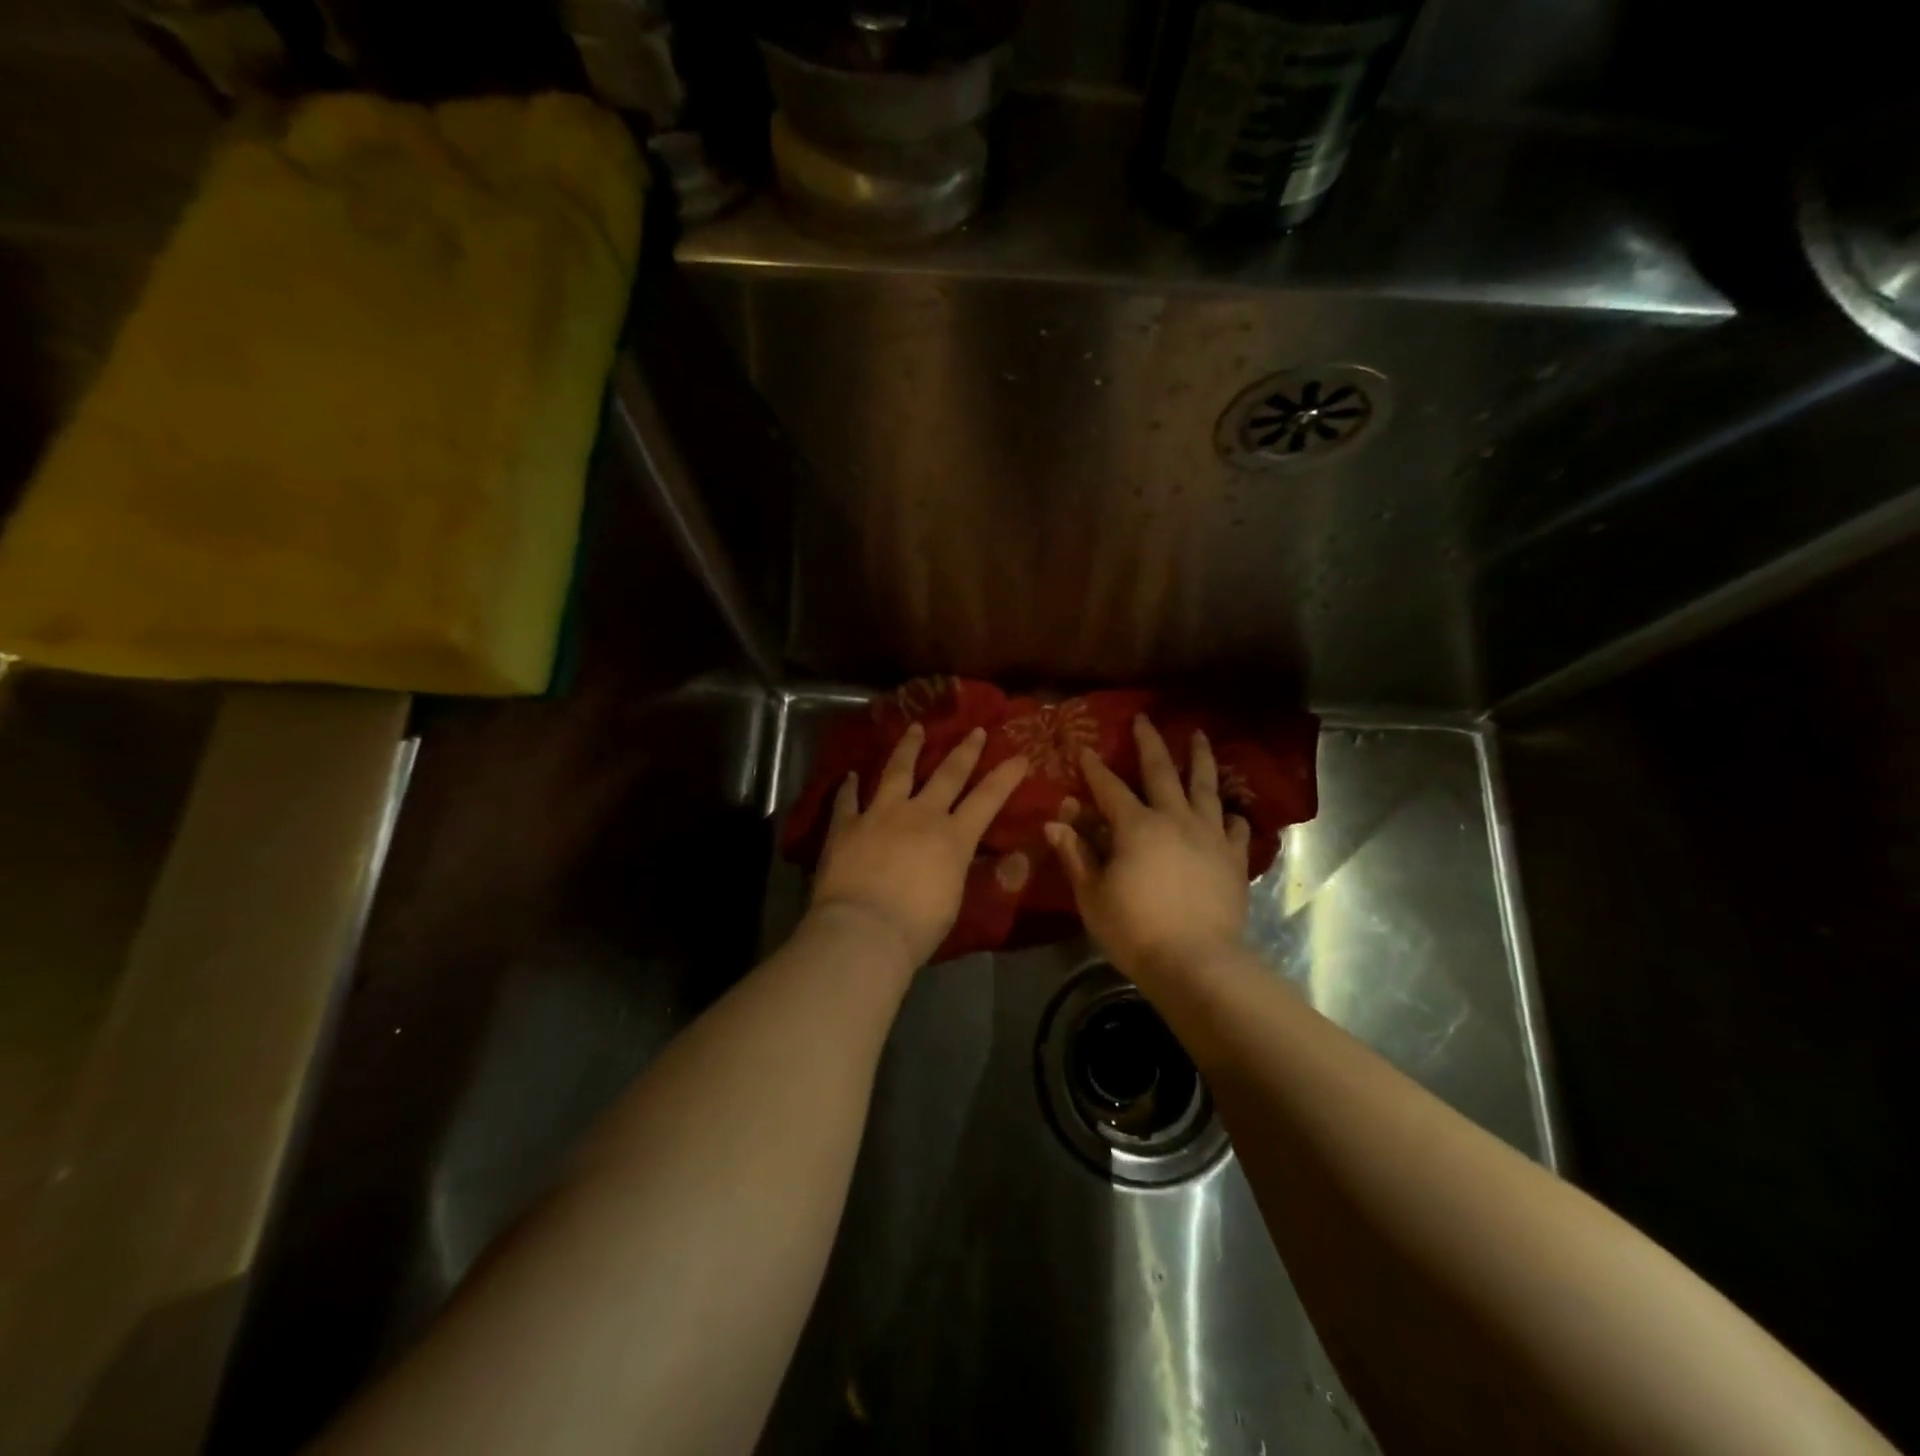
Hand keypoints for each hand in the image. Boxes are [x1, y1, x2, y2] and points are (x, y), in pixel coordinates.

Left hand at [808, 724, 1029, 966]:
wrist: (864, 930)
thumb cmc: (918, 926)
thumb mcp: (954, 899)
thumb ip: (959, 868)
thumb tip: (967, 854)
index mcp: (953, 837)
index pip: (988, 799)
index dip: (1006, 776)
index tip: (1020, 755)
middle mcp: (920, 815)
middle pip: (947, 774)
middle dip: (964, 751)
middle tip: (974, 730)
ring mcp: (880, 815)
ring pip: (897, 772)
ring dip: (908, 748)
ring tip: (914, 728)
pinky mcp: (846, 826)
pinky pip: (847, 801)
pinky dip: (848, 788)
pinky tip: (849, 775)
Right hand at [1045, 715, 1251, 975]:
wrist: (1196, 963)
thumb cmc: (1134, 930)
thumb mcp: (1092, 895)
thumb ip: (1076, 855)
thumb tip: (1054, 823)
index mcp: (1136, 826)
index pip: (1109, 787)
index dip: (1094, 768)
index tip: (1084, 749)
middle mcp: (1174, 819)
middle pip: (1161, 771)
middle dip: (1149, 743)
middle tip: (1145, 719)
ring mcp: (1209, 837)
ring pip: (1205, 787)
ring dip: (1200, 759)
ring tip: (1199, 737)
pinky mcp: (1232, 859)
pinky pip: (1234, 828)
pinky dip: (1230, 816)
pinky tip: (1230, 811)